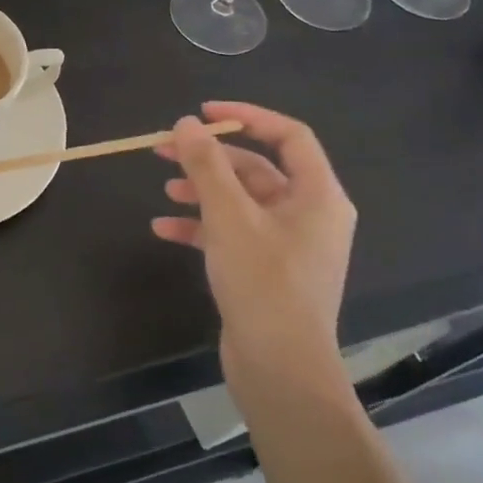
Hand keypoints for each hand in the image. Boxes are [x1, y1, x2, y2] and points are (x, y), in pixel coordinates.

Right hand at [154, 102, 356, 396]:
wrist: (280, 369)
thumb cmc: (263, 283)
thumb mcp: (229, 216)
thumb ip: (206, 165)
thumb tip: (187, 123)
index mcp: (317, 195)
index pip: (288, 136)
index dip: (246, 117)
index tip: (203, 112)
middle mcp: (309, 214)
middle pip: (257, 168)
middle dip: (210, 158)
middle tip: (164, 150)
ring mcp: (288, 244)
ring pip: (241, 201)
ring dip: (202, 191)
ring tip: (165, 190)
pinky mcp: (267, 270)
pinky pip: (233, 233)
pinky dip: (202, 226)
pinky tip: (164, 229)